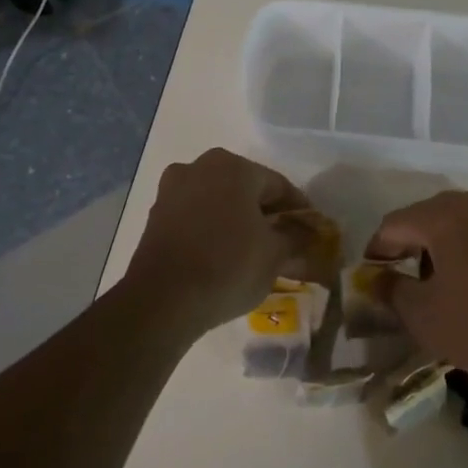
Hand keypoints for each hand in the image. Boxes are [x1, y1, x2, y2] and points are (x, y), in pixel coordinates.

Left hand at [123, 148, 311, 335]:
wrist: (162, 300)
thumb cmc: (228, 266)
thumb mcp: (274, 255)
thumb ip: (297, 238)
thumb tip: (309, 233)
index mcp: (233, 166)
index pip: (278, 185)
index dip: (298, 210)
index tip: (311, 233)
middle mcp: (200, 166)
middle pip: (245, 188)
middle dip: (265, 213)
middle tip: (282, 242)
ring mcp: (173, 189)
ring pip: (218, 201)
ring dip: (237, 220)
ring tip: (252, 251)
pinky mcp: (156, 214)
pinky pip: (195, 215)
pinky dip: (212, 229)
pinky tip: (222, 254)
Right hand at [364, 184, 467, 383]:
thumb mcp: (424, 316)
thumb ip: (392, 291)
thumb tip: (376, 279)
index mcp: (441, 213)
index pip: (393, 225)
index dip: (376, 252)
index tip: (370, 279)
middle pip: (424, 218)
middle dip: (408, 248)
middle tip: (399, 282)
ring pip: (455, 223)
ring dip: (438, 248)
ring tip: (434, 285)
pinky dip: (467, 250)